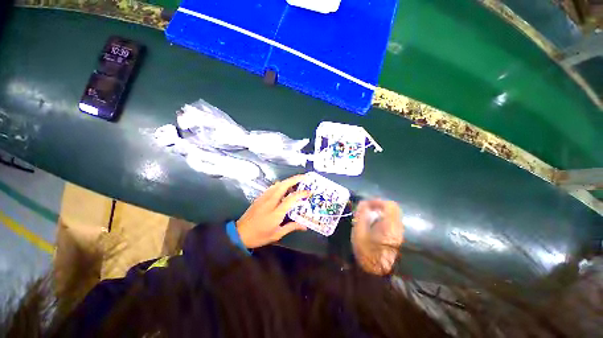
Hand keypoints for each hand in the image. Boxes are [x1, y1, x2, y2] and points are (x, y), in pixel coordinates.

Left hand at [236, 175, 310, 248]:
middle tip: (304, 177)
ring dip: (287, 181)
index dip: (301, 194)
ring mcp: (264, 198)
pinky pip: (272, 187)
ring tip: (296, 182)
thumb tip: (304, 226)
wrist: (239, 234)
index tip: (309, 192)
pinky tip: (283, 188)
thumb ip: (291, 227)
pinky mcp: (259, 197)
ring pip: (277, 184)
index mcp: (276, 212)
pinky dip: (280, 185)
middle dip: (295, 179)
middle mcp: (270, 202)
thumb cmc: (259, 235)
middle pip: (283, 185)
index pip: (291, 198)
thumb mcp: (277, 234)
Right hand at [351, 200, 403, 274]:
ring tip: (370, 219)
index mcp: (390, 224)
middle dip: (380, 207)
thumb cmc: (369, 253)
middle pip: (393, 210)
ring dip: (382, 214)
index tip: (367, 204)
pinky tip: (376, 229)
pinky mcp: (400, 240)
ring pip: (393, 217)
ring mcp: (401, 234)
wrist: (382, 276)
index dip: (377, 202)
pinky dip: (385, 222)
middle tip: (368, 211)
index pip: (389, 205)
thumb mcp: (360, 233)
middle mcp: (399, 227)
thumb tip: (363, 203)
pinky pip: (393, 225)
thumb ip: (361, 215)